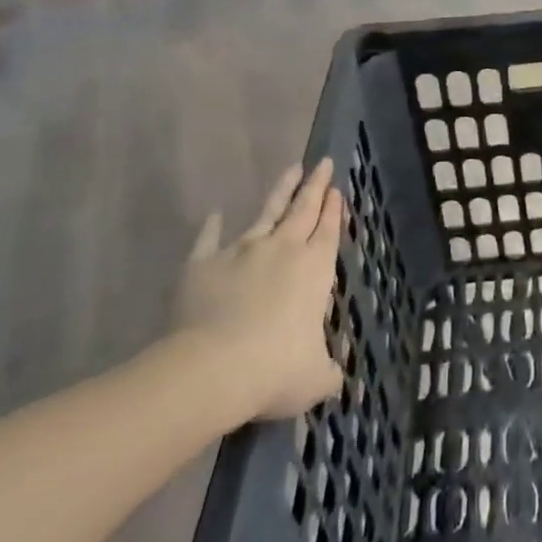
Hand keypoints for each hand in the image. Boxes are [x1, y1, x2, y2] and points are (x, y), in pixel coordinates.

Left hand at [172, 161, 345, 426]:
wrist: (210, 369)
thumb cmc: (274, 370)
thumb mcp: (315, 379)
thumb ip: (329, 372)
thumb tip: (339, 377)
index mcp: (315, 268)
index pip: (328, 230)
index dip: (334, 210)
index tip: (337, 190)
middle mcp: (282, 249)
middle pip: (303, 209)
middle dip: (315, 186)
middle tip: (322, 163)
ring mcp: (241, 251)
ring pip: (266, 212)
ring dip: (281, 190)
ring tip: (291, 169)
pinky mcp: (202, 264)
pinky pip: (209, 239)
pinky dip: (213, 225)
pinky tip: (216, 213)